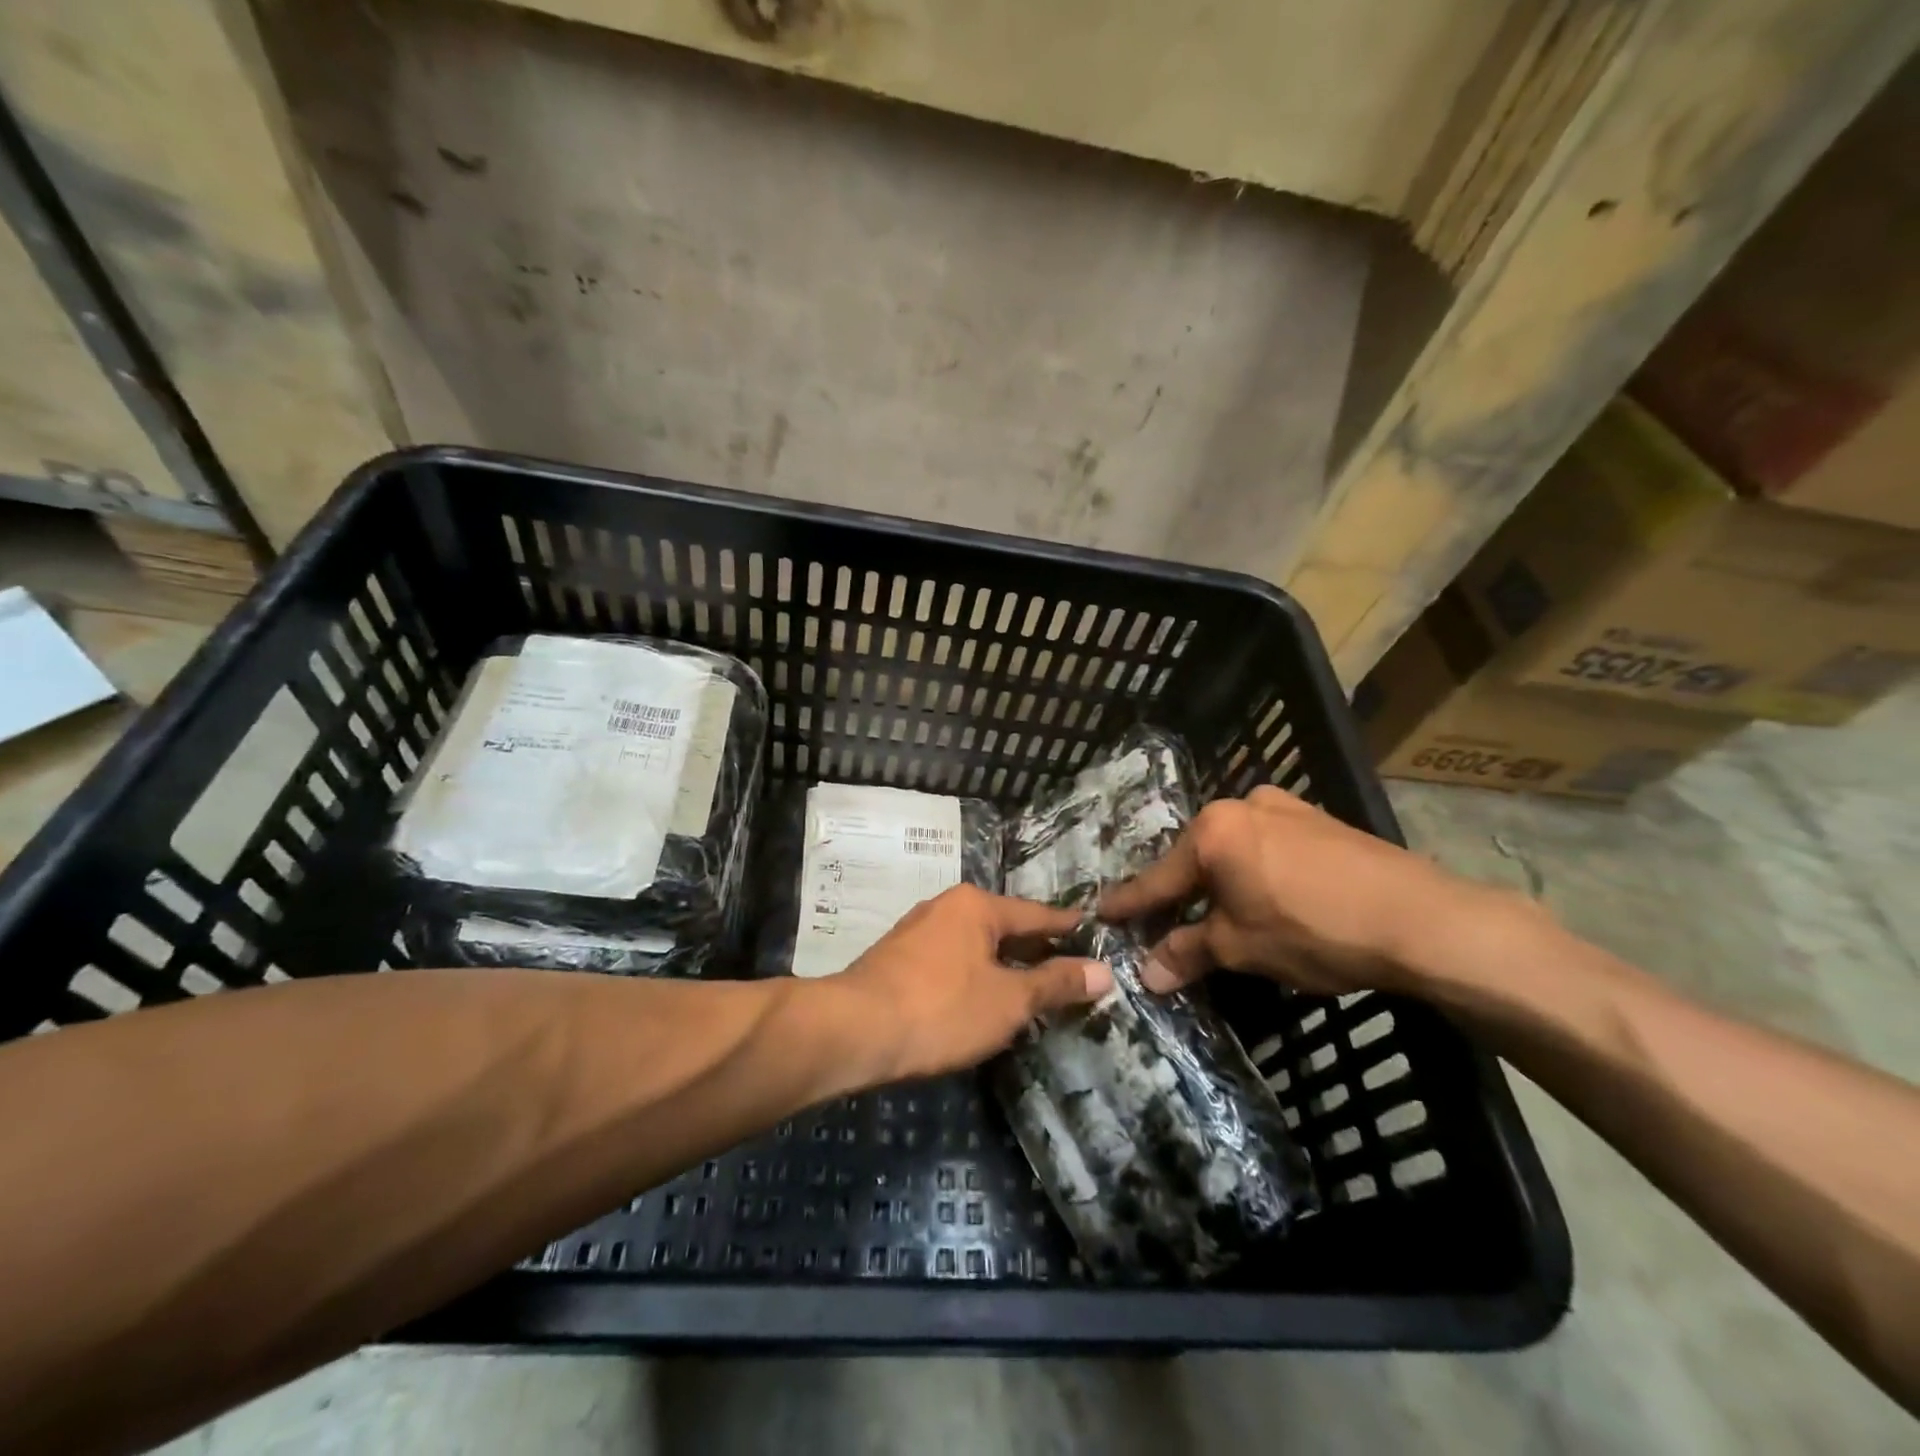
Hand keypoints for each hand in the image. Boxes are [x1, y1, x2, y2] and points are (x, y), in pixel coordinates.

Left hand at [831, 885, 1113, 1080]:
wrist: (855, 1030)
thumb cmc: (941, 1009)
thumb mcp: (1009, 1001)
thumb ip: (1055, 983)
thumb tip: (1102, 971)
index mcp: (976, 905)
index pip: (1035, 913)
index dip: (1066, 926)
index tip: (1091, 930)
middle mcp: (945, 907)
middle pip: (1003, 927)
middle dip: (1033, 949)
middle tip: (1067, 968)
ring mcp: (917, 931)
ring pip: (974, 944)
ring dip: (1002, 965)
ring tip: (1029, 987)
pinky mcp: (897, 958)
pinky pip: (951, 960)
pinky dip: (973, 975)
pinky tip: (980, 999)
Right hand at [1099, 786, 1518, 996]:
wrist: (1421, 919)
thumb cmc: (1314, 930)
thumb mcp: (1241, 948)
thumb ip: (1188, 953)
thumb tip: (1146, 974)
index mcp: (1213, 832)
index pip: (1160, 878)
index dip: (1131, 903)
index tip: (1101, 912)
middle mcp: (1242, 806)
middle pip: (1196, 858)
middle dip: (1181, 892)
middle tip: (1166, 922)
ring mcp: (1284, 807)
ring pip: (1234, 848)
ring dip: (1222, 881)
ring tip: (1222, 912)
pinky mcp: (1319, 818)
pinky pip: (1268, 844)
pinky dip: (1256, 869)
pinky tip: (1270, 894)